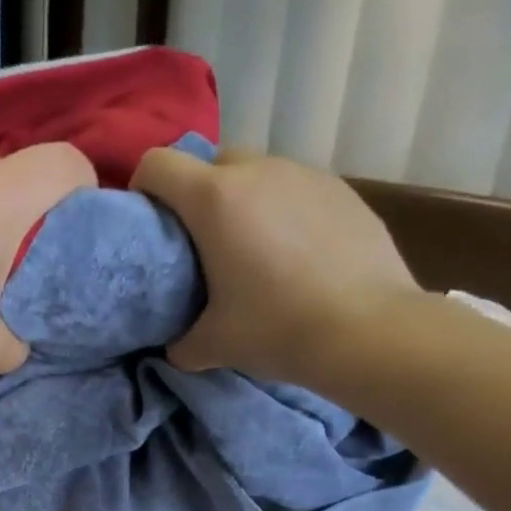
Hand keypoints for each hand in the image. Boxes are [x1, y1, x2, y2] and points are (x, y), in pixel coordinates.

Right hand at [130, 147, 423, 385]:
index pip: (157, 164)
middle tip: (204, 246)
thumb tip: (175, 346)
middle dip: (198, 196)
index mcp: (215, 199)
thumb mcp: (214, 345)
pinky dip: (285, 213)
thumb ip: (181, 342)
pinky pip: (297, 191)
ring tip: (256, 253)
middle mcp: (258, 171)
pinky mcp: (342, 190)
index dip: (143, 188)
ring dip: (245, 203)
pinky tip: (299, 257)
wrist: (367, 330)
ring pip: (258, 175)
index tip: (149, 224)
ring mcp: (305, 175)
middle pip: (210, 164)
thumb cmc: (277, 329)